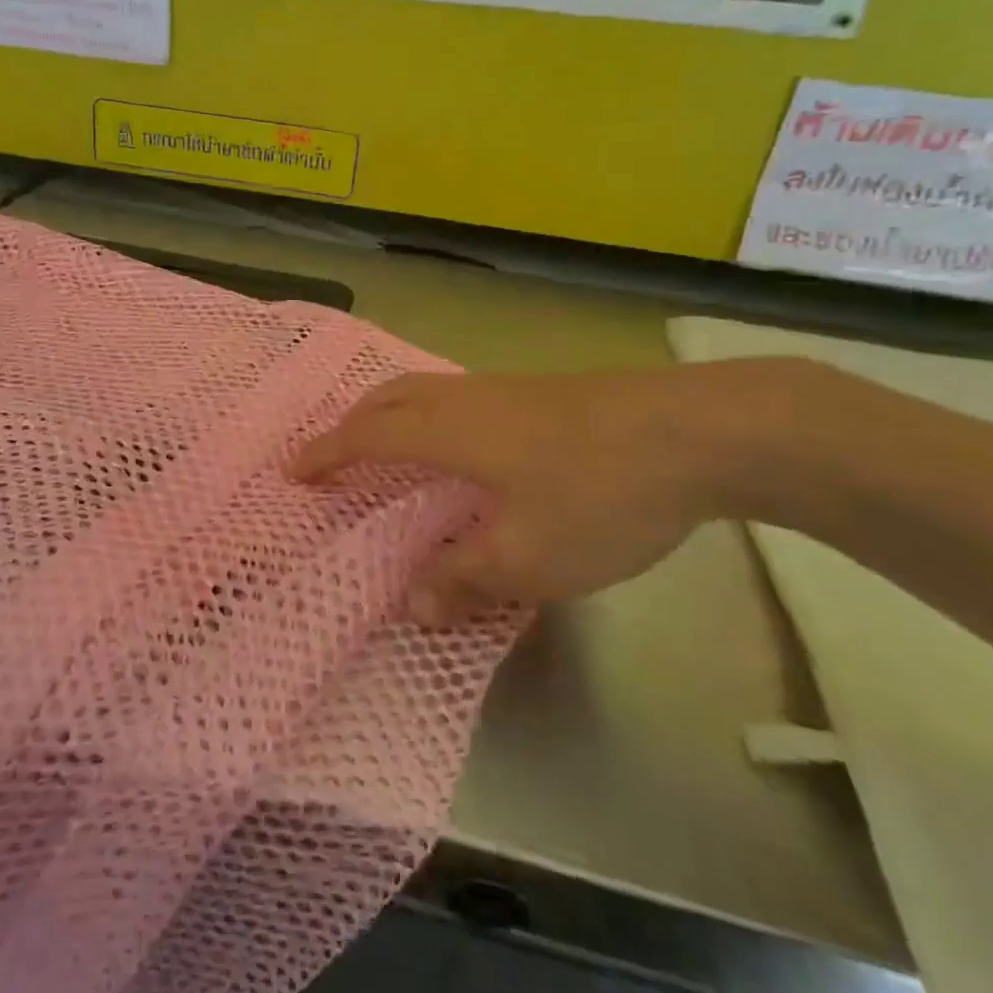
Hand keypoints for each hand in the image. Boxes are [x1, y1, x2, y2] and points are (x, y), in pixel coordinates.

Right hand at [291, 362, 795, 626]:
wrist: (699, 431)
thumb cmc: (599, 494)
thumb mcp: (530, 557)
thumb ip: (465, 579)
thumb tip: (415, 603)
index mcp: (450, 431)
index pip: (367, 435)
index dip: (325, 453)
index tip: (292, 472)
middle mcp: (468, 399)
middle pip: (391, 397)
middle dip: (352, 422)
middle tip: (331, 454)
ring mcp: (509, 389)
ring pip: (428, 390)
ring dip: (394, 414)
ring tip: (388, 449)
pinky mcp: (544, 392)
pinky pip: (463, 398)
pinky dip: (435, 416)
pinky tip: (466, 449)